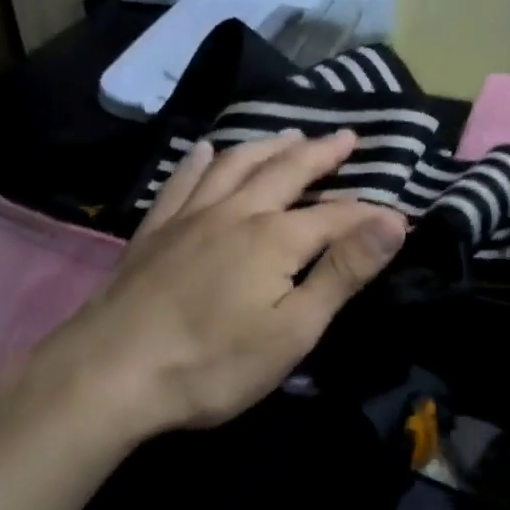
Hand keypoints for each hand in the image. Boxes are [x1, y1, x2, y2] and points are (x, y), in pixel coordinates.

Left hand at [40, 130, 406, 438]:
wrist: (111, 374)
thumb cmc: (213, 363)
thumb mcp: (293, 330)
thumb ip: (343, 272)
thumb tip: (392, 222)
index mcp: (276, 238)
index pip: (337, 216)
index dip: (371, 214)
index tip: (399, 214)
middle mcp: (237, 212)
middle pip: (287, 171)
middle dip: (321, 153)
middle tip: (346, 136)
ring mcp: (191, 216)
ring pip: (236, 165)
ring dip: (268, 146)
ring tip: (289, 135)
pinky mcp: (155, 230)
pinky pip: (183, 181)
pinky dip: (200, 161)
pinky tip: (206, 150)